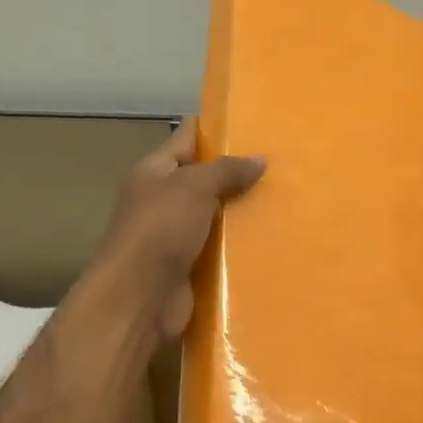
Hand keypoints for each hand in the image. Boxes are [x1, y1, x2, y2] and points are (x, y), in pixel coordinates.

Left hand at [88, 117, 265, 339]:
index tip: (253, 123)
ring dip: (242, 214)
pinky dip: (239, 249)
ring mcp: (174, 237)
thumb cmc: (159, 231)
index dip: (215, 128)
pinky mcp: (188, 269)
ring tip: (283, 203)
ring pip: (214, 218)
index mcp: (154, 172)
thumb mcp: (193, 187)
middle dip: (237, 174)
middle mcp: (162, 201)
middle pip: (203, 180)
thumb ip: (226, 170)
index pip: (186, 138)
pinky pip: (218, 251)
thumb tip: (260, 159)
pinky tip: (270, 243)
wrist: (139, 298)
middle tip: (281, 167)